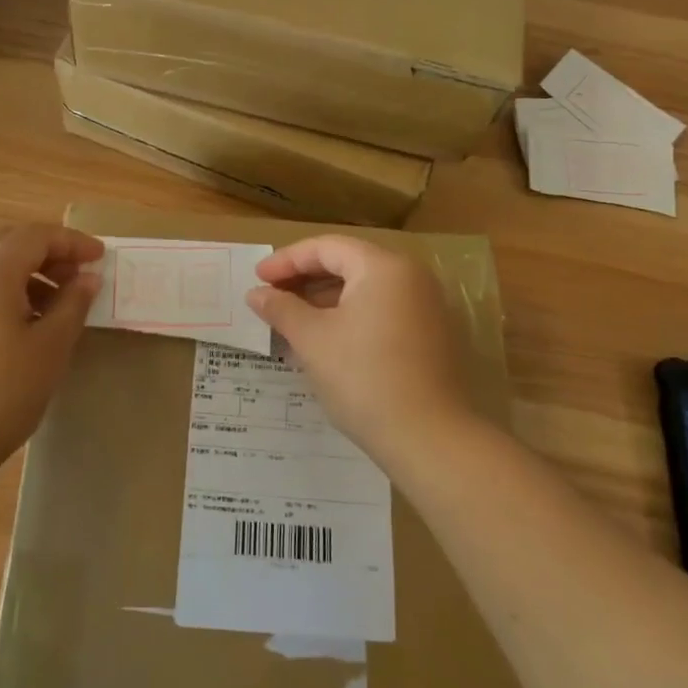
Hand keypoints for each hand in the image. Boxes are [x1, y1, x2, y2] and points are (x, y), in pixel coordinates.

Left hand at [0, 224, 103, 481]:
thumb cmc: (0, 394)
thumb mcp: (50, 349)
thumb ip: (72, 305)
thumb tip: (86, 279)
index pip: (36, 236)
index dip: (72, 242)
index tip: (100, 258)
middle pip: (7, 240)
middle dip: (46, 250)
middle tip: (76, 275)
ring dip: (24, 269)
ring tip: (54, 303)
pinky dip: (2, 288)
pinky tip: (21, 324)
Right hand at [246, 235, 474, 459]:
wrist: (430, 440)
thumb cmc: (364, 378)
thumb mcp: (313, 340)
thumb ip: (282, 309)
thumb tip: (256, 294)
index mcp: (383, 267)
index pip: (327, 247)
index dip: (287, 260)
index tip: (257, 278)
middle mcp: (411, 277)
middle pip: (348, 264)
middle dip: (305, 279)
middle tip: (271, 298)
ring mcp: (426, 307)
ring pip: (365, 290)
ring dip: (325, 301)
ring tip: (290, 323)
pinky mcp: (431, 336)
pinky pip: (382, 311)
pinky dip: (350, 318)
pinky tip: (324, 342)